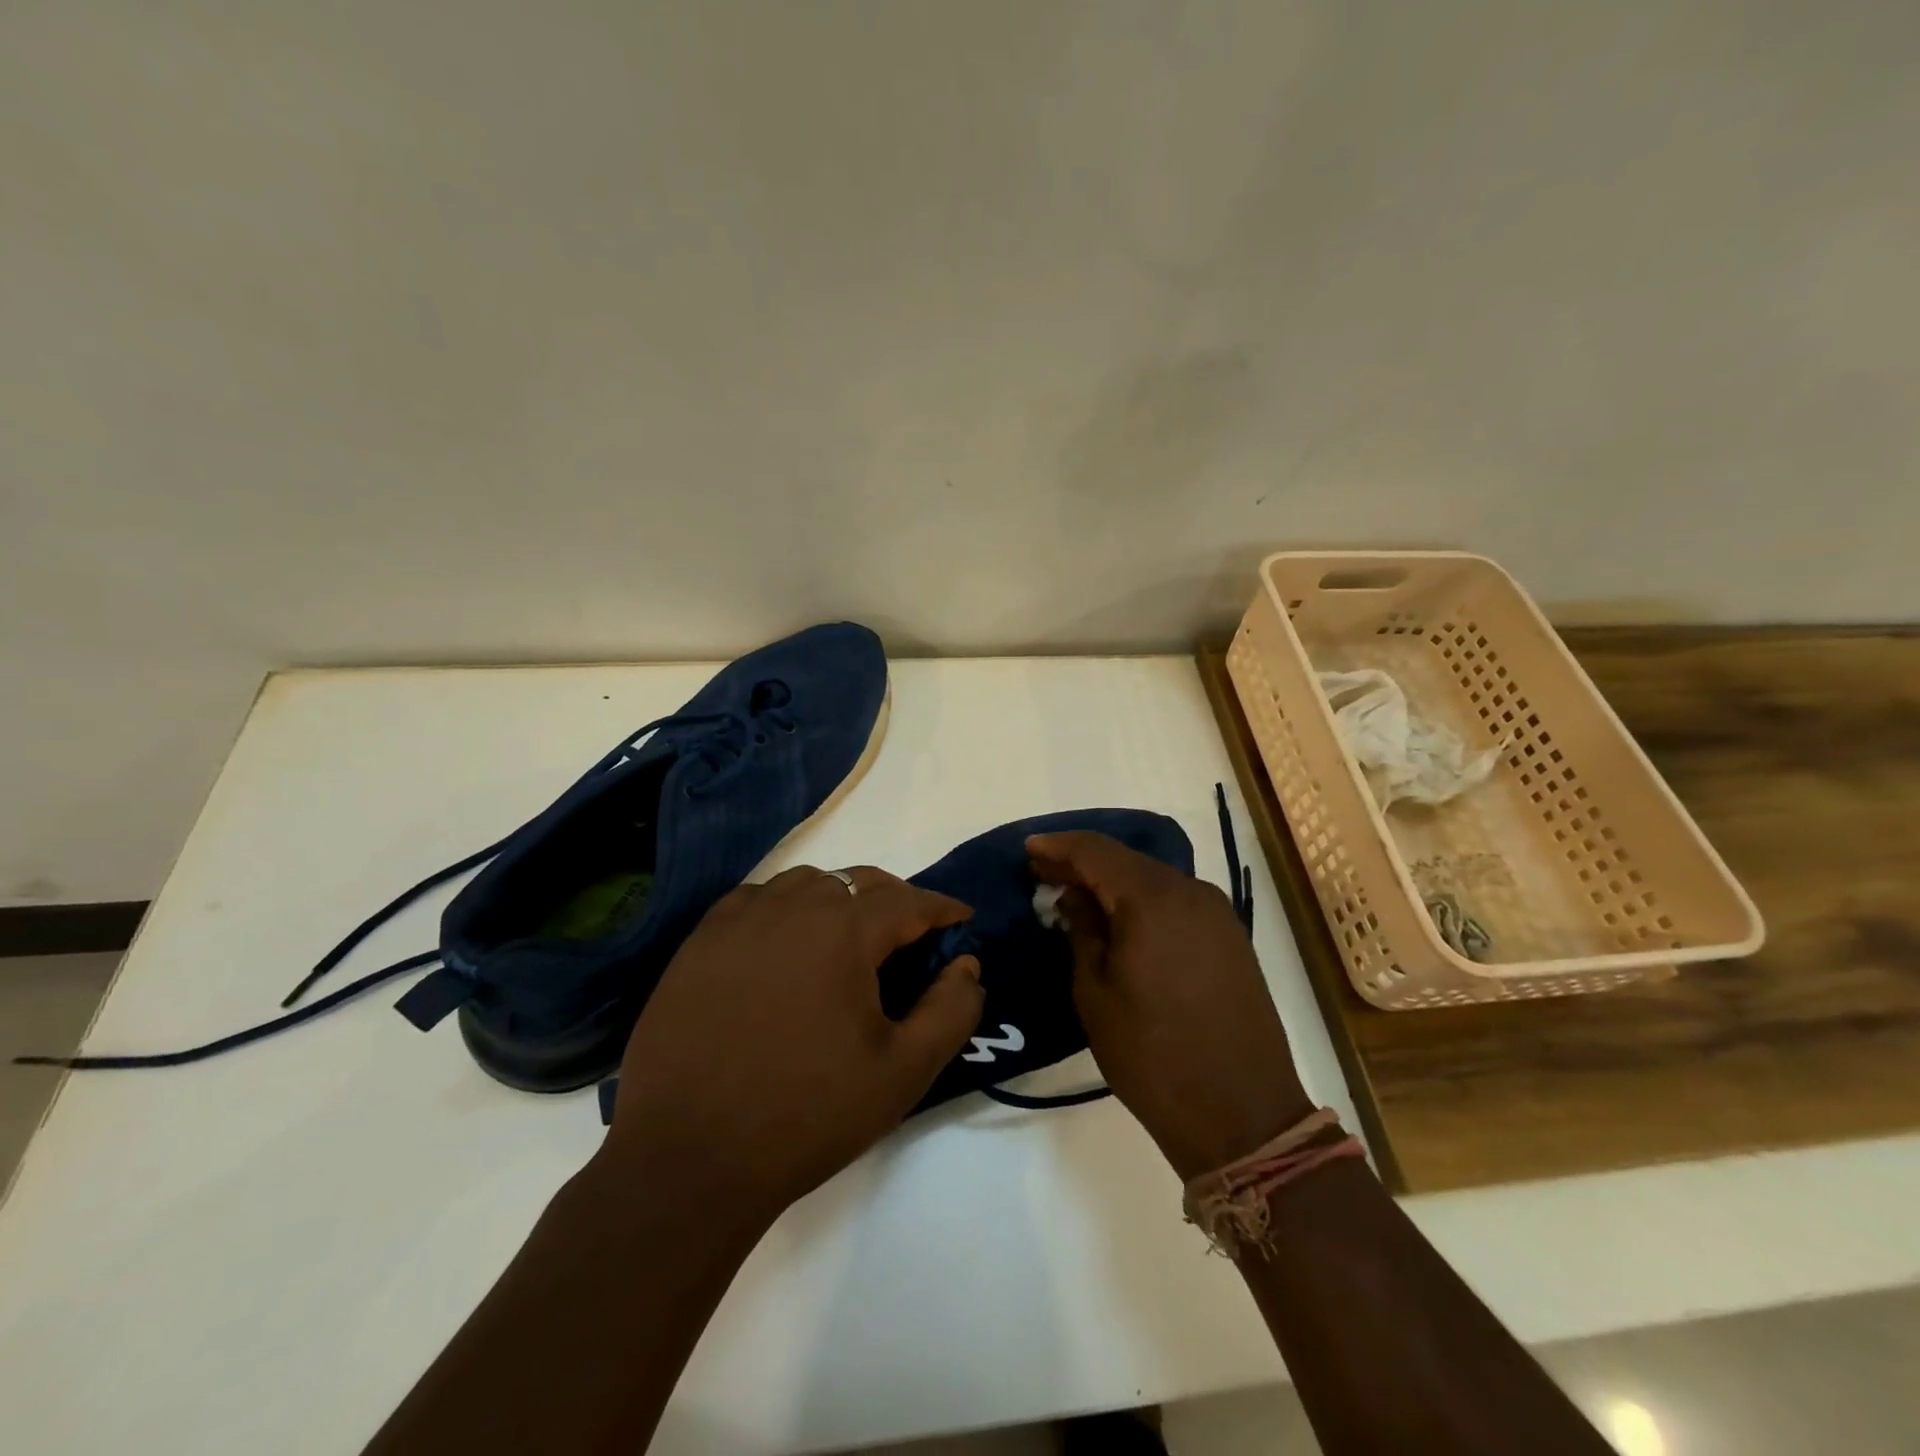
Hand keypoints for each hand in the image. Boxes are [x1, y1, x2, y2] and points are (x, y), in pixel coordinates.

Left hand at [598, 866, 984, 1221]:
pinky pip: (756, 899)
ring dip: (840, 898)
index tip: (962, 921)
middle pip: (857, 881)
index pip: (907, 901)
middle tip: (913, 934)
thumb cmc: (806, 1115)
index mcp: (842, 931)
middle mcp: (790, 907)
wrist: (687, 1160)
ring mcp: (738, 921)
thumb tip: (967, 965)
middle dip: (895, 899)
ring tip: (851, 937)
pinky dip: (786, 906)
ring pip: (806, 883)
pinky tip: (786, 942)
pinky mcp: (699, 943)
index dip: (942, 909)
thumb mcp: (902, 1072)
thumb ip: (950, 1011)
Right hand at [1028, 832, 1312, 1179]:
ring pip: (1152, 879)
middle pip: (1126, 860)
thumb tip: (1074, 897)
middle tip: (1044, 872)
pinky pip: (1176, 901)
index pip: (1096, 851)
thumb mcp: (1095, 993)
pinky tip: (1120, 918)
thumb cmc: (1152, 1055)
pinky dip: (1142, 900)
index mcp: (1152, 899)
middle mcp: (1190, 891)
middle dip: (1083, 863)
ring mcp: (1216, 913)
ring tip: (1076, 896)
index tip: (1028, 848)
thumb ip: (1082, 931)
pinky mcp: (1230, 937)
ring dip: (1113, 882)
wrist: (1242, 1115)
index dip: (1059, 846)